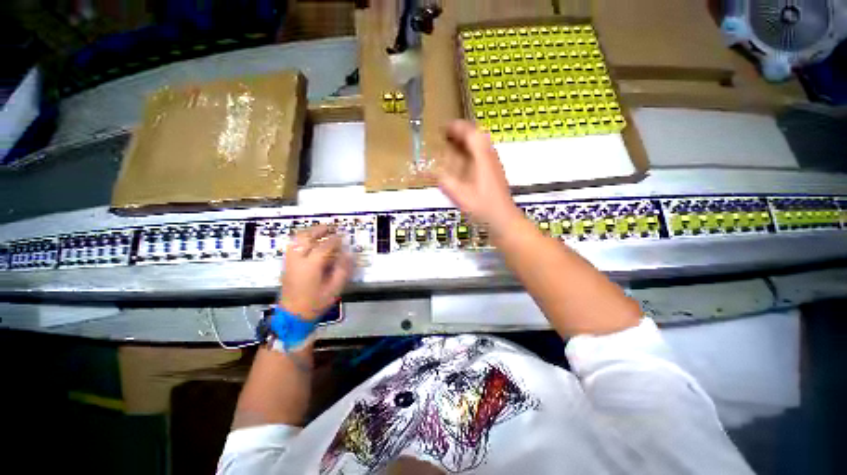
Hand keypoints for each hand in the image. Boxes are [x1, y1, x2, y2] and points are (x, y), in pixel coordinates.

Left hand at [279, 225, 353, 320]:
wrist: (293, 314)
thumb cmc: (314, 304)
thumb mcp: (333, 291)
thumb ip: (342, 271)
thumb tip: (348, 256)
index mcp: (311, 265)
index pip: (325, 246)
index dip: (336, 240)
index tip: (343, 237)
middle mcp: (299, 258)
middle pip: (308, 237)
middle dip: (320, 230)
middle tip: (330, 228)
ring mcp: (290, 259)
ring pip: (298, 238)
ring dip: (309, 232)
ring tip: (319, 232)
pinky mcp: (286, 263)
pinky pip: (292, 244)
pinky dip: (301, 239)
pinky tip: (308, 242)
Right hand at [436, 121, 522, 232]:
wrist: (505, 220)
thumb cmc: (483, 207)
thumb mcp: (458, 194)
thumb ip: (442, 179)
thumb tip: (423, 170)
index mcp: (482, 155)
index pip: (470, 132)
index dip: (456, 127)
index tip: (442, 127)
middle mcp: (490, 154)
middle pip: (476, 133)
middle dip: (460, 131)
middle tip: (444, 135)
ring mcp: (494, 162)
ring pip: (481, 141)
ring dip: (466, 139)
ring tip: (451, 144)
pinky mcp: (495, 170)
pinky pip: (482, 151)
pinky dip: (471, 149)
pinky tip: (462, 160)